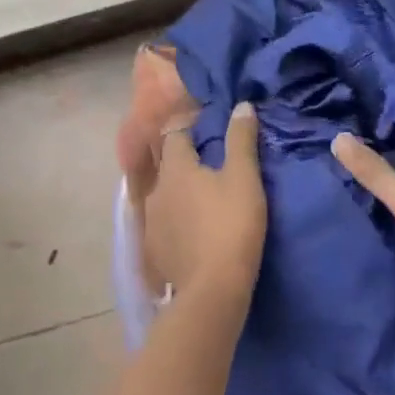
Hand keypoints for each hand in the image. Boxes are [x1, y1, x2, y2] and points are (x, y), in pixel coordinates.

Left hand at [144, 102, 265, 300]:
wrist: (212, 289)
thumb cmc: (231, 225)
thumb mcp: (244, 178)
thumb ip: (241, 139)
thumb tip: (242, 105)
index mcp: (175, 168)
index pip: (174, 133)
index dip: (189, 126)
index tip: (208, 128)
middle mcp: (155, 189)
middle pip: (166, 165)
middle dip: (184, 160)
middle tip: (209, 163)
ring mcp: (150, 222)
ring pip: (164, 195)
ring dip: (179, 191)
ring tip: (202, 198)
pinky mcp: (153, 250)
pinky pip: (163, 224)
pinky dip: (176, 220)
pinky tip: (192, 229)